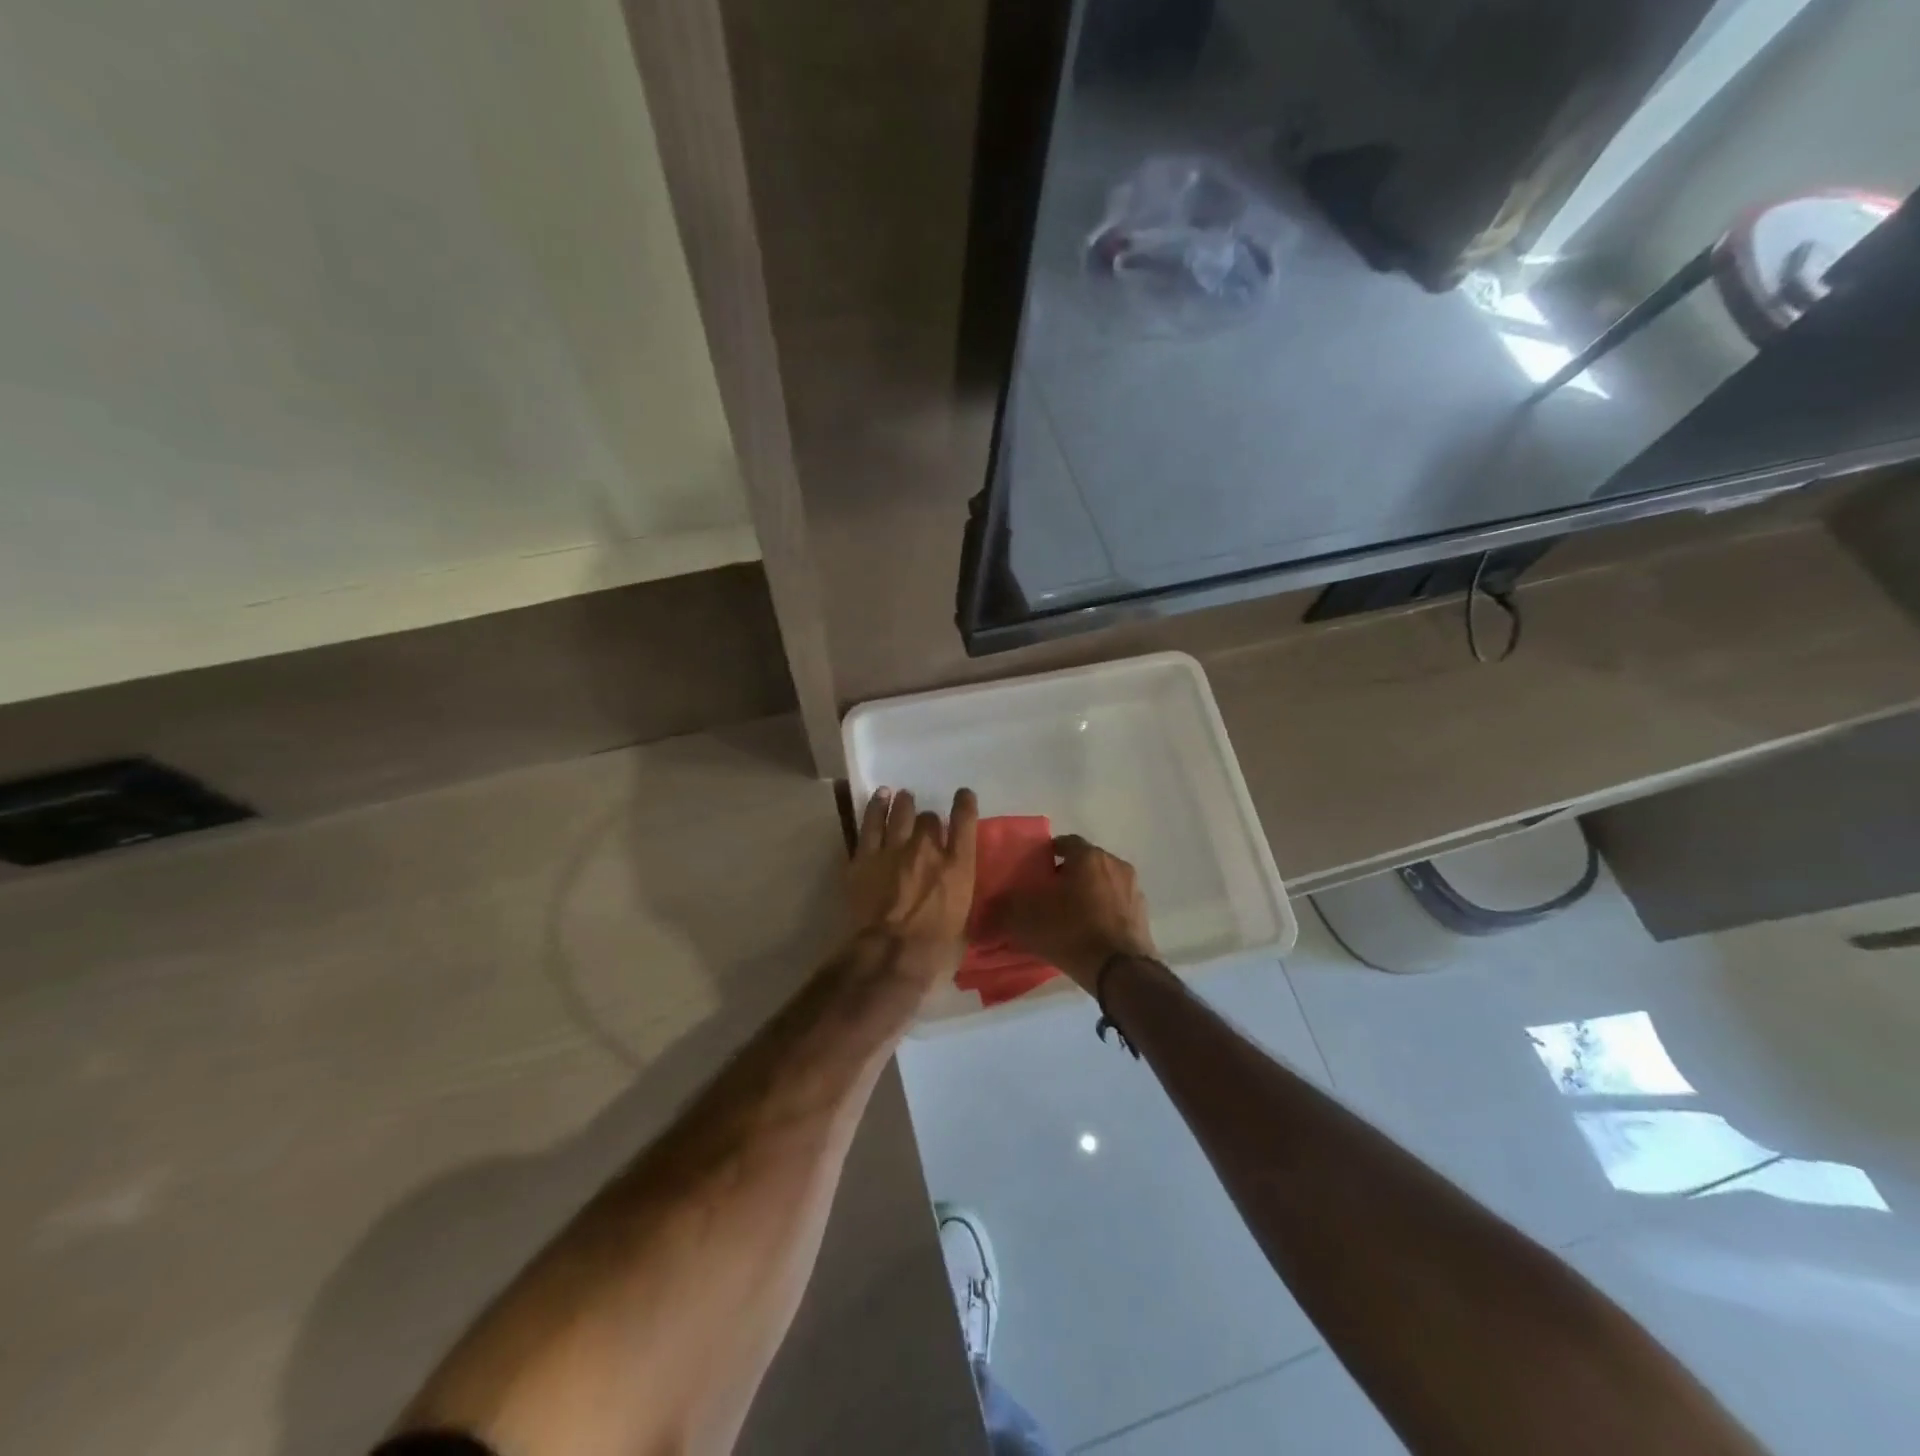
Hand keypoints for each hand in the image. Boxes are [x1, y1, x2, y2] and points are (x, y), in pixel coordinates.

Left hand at [845, 787, 978, 988]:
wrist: (890, 955)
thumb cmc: (935, 950)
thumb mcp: (963, 922)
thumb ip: (960, 897)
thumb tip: (956, 893)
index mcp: (958, 867)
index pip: (965, 822)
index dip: (964, 804)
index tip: (963, 795)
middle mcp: (928, 849)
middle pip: (929, 818)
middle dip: (929, 820)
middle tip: (925, 823)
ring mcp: (894, 850)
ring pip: (900, 813)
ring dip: (902, 804)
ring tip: (902, 797)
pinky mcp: (865, 857)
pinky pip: (871, 824)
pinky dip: (876, 808)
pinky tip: (879, 798)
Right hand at [985, 834, 1156, 993]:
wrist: (1120, 970)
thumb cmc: (1071, 931)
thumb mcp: (1026, 920)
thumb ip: (1003, 910)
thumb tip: (982, 912)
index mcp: (1088, 856)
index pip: (1064, 842)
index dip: (1048, 854)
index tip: (1035, 871)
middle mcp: (1114, 864)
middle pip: (1085, 862)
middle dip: (1068, 874)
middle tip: (1049, 894)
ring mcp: (1133, 889)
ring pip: (1103, 882)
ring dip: (1088, 892)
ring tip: (1070, 915)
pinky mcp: (1143, 913)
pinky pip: (1116, 904)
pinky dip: (1103, 911)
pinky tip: (1090, 931)